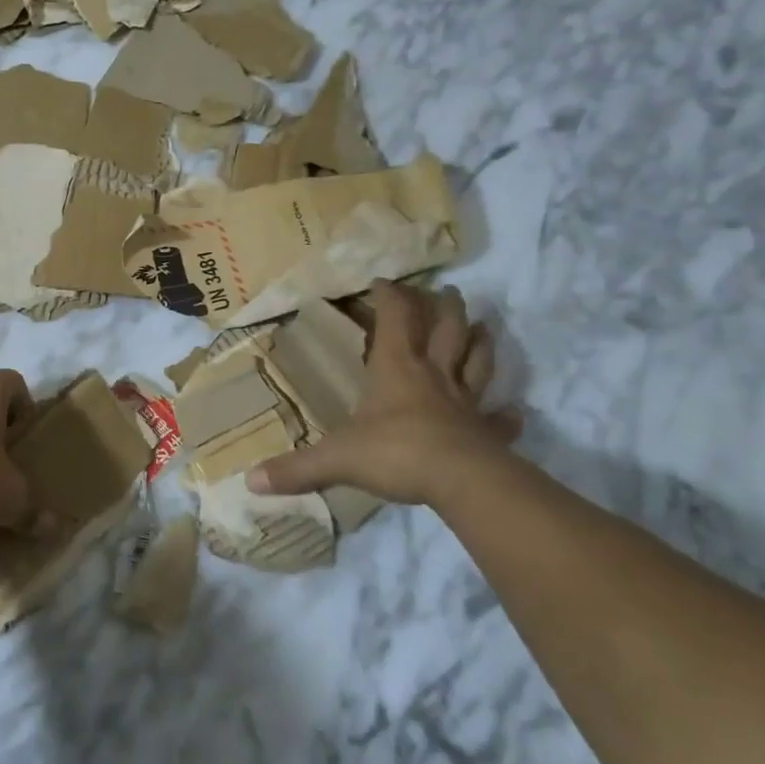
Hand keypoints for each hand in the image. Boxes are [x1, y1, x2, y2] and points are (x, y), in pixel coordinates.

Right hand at [249, 281, 520, 506]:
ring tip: (484, 328)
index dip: (391, 297)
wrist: (460, 482)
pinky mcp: (486, 433)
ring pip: (477, 362)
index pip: (395, 319)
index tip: (384, 281)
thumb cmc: (395, 452)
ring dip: (481, 343)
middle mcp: (433, 376)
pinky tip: (514, 413)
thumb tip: (250, 481)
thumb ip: (295, 468)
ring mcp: (465, 403)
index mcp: (397, 368)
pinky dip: (506, 415)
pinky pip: (499, 421)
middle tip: (447, 291)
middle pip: (447, 330)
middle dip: (445, 307)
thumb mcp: (336, 459)